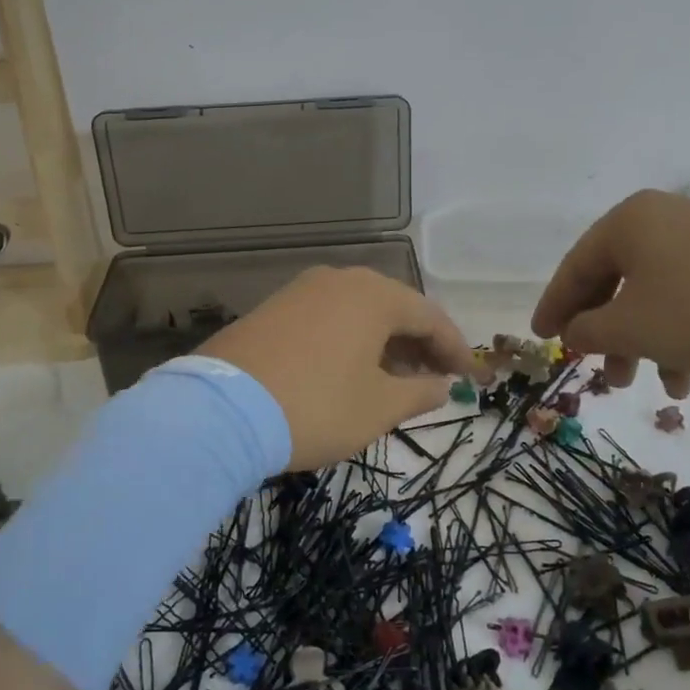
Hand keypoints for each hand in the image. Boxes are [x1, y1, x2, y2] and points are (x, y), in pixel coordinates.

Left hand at [199, 266, 475, 471]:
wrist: (221, 410)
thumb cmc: (316, 406)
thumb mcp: (378, 407)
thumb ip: (419, 393)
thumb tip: (442, 385)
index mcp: (374, 295)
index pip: (430, 316)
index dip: (454, 348)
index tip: (468, 377)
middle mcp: (340, 280)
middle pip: (394, 308)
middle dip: (419, 344)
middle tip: (435, 379)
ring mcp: (302, 290)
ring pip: (359, 312)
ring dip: (384, 343)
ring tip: (395, 379)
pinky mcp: (274, 308)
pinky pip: (328, 318)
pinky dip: (350, 340)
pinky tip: (350, 370)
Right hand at [532, 190, 689, 392]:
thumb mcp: (631, 328)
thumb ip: (588, 331)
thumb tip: (573, 333)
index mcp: (629, 221)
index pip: (576, 266)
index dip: (555, 307)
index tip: (541, 338)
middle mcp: (663, 218)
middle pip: (615, 280)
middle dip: (604, 333)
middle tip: (594, 370)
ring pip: (653, 293)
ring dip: (641, 341)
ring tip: (642, 385)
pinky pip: (689, 295)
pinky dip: (677, 333)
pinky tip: (687, 378)